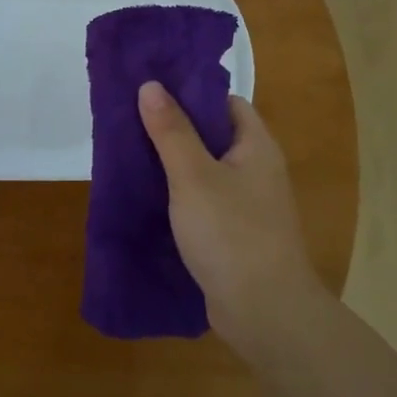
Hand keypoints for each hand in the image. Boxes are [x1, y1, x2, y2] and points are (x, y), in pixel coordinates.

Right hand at [138, 82, 327, 361]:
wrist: (265, 312)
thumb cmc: (231, 233)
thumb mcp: (193, 176)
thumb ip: (171, 131)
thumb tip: (151, 85)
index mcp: (256, 146)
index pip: (225, 103)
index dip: (190, 93)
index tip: (152, 91)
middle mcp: (257, 170)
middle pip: (213, 136)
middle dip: (174, 129)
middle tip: (131, 122)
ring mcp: (248, 205)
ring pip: (206, 171)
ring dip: (173, 164)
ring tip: (131, 155)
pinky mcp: (235, 234)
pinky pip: (204, 201)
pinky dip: (179, 195)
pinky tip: (149, 197)